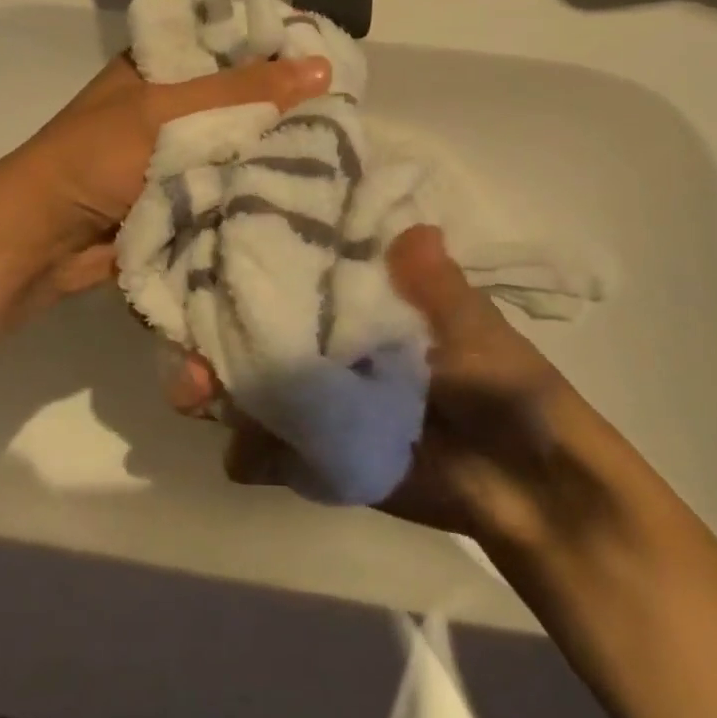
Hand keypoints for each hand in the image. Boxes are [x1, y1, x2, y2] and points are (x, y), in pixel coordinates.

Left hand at [0, 52, 331, 299]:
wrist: (43, 239)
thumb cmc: (95, 157)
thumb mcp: (166, 112)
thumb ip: (241, 92)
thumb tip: (322, 68)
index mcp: (162, 66)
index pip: (231, 42)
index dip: (277, 48)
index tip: (332, 58)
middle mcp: (175, 104)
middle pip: (242, 98)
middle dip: (285, 107)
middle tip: (346, 109)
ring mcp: (181, 152)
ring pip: (241, 144)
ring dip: (276, 151)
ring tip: (341, 148)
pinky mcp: (187, 196)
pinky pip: (232, 184)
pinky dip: (258, 187)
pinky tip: (308, 186)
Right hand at [175, 226, 598, 548]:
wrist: (527, 486)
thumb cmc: (507, 388)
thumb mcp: (478, 331)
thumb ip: (438, 290)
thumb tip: (414, 231)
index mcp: (361, 298)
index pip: (296, 266)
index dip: (257, 255)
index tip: (215, 242)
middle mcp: (327, 340)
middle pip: (256, 324)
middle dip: (217, 325)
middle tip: (189, 333)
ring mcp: (316, 396)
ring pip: (248, 382)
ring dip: (215, 385)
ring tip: (192, 390)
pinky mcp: (314, 451)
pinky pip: (264, 449)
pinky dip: (249, 451)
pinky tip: (244, 453)